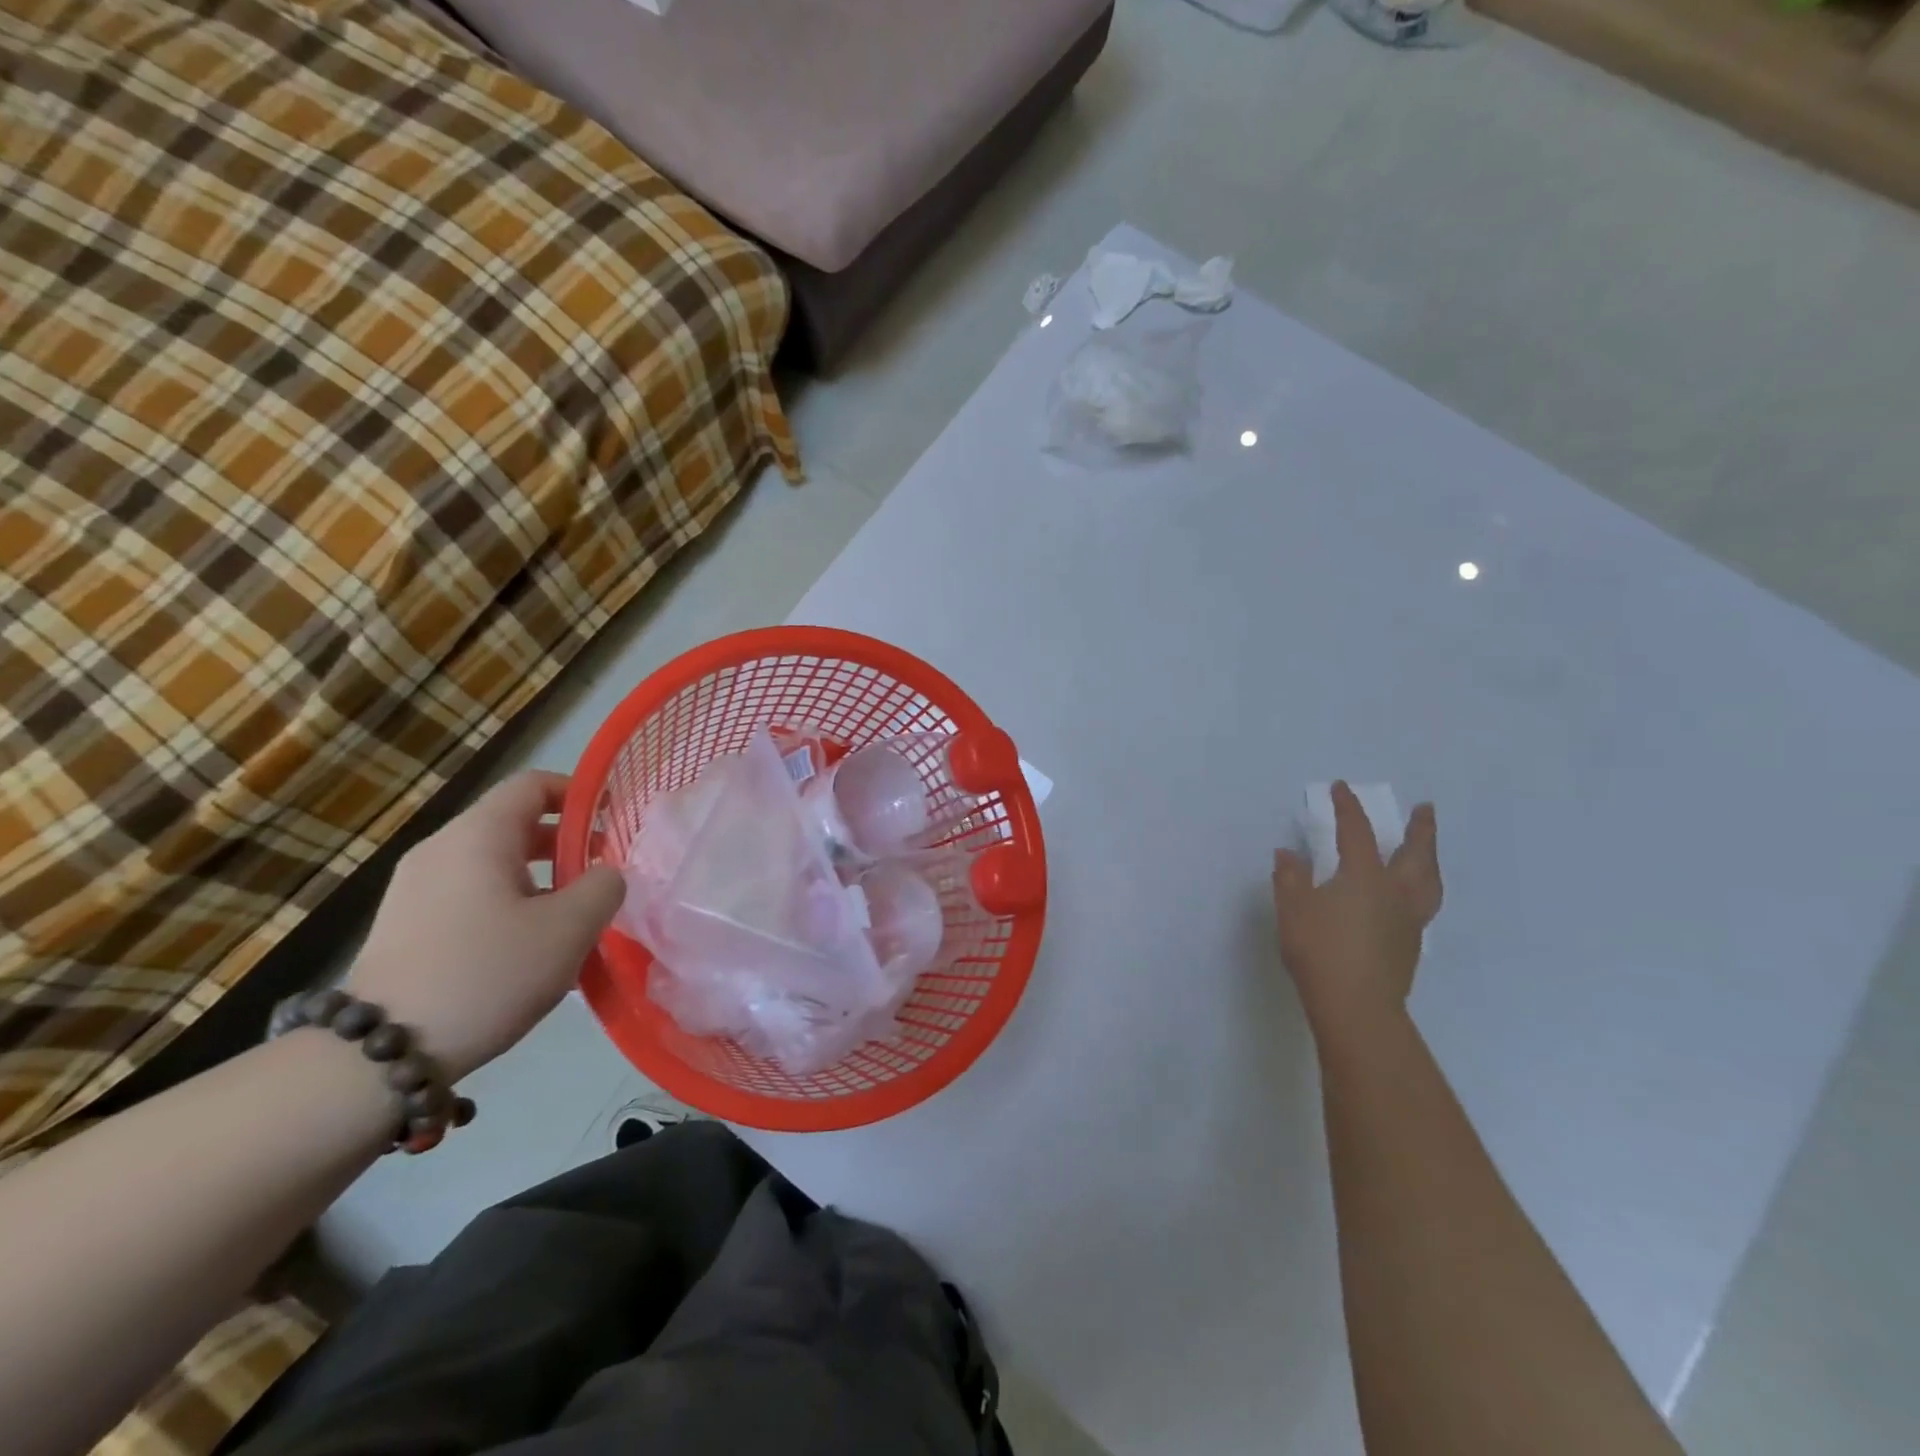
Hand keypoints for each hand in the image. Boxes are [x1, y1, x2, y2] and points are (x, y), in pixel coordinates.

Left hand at [347, 771, 624, 1080]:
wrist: (381, 1054)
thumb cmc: (488, 973)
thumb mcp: (569, 928)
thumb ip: (603, 887)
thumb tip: (604, 874)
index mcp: (477, 836)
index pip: (532, 785)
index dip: (579, 793)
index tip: (614, 819)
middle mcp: (440, 849)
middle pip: (514, 823)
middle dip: (566, 843)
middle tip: (602, 875)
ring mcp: (416, 888)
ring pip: (494, 862)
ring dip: (541, 878)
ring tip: (572, 918)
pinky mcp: (406, 924)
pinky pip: (471, 893)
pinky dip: (509, 902)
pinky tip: (529, 948)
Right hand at [1272, 782, 1441, 1046]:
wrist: (1356, 1006)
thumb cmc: (1319, 951)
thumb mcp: (1292, 909)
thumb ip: (1290, 878)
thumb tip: (1288, 854)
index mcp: (1364, 877)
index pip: (1357, 832)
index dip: (1348, 808)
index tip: (1341, 788)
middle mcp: (1394, 892)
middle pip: (1415, 854)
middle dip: (1420, 829)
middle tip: (1425, 809)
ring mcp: (1408, 920)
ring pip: (1429, 881)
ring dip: (1430, 858)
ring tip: (1428, 850)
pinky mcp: (1410, 944)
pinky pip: (1424, 904)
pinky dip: (1423, 887)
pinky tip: (1410, 894)